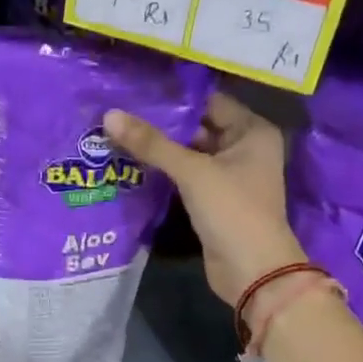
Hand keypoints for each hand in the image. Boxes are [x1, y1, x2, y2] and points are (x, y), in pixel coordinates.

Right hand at [106, 92, 305, 306]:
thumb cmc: (232, 210)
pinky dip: (165, 174)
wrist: (252, 271)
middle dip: (162, 125)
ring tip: (117, 134)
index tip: (136, 90)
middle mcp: (245, 149)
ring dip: (160, 150)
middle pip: (198, 128)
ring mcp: (230, 177)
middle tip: (119, 113)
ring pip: (190, 155)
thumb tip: (110, 115)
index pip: (210, 101)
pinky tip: (132, 165)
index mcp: (252, 131)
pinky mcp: (215, 201)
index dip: (175, 97)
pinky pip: (187, 179)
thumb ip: (152, 143)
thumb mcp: (192, 171)